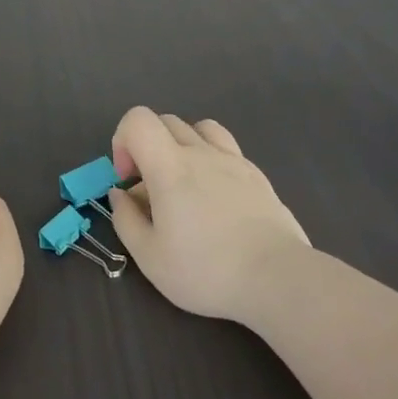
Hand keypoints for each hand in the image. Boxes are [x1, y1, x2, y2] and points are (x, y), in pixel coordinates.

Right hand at [106, 106, 310, 323]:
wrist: (277, 278)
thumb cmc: (207, 270)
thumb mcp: (151, 258)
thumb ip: (126, 220)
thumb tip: (120, 194)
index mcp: (170, 166)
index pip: (138, 119)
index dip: (123, 140)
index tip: (128, 179)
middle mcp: (201, 152)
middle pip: (166, 121)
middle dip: (148, 147)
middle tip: (152, 189)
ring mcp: (233, 159)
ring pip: (199, 128)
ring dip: (182, 146)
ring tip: (185, 184)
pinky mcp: (257, 174)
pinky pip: (226, 148)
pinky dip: (211, 160)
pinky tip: (216, 198)